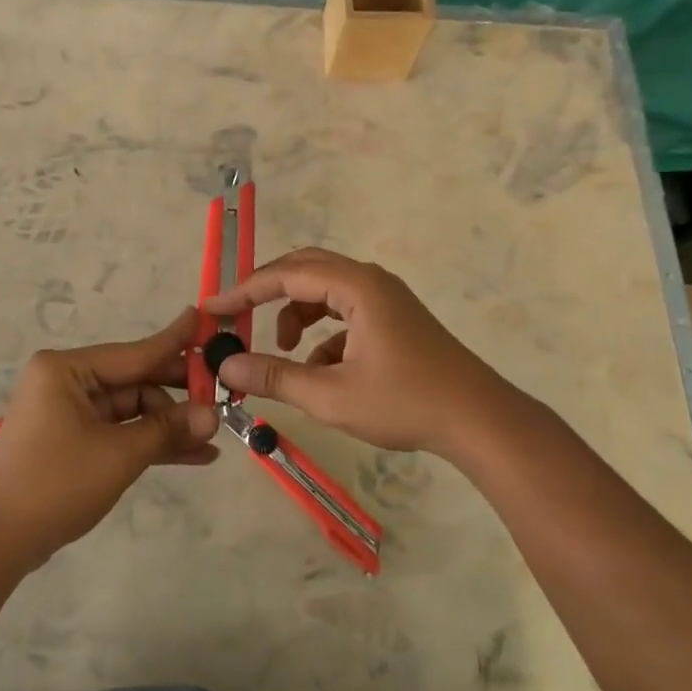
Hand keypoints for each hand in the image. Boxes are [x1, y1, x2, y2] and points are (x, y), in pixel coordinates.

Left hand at [0, 308, 219, 570]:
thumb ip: (167, 429)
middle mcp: (67, 381)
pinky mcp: (72, 439)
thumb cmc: (55, 485)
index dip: (176, 342)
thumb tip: (213, 415)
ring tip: (212, 439)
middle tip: (223, 399)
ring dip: (168, 425)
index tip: (206, 320)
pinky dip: (149, 442)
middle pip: (136, 380)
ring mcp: (69, 411)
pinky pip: (120, 431)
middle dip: (178, 396)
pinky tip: (192, 455)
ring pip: (132, 409)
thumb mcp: (118, 454)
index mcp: (68, 369)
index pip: (136, 352)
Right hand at [202, 248, 517, 458]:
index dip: (244, 290)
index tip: (212, 308)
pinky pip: (346, 312)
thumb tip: (226, 366)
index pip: (286, 274)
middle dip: (269, 293)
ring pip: (326, 291)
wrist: (479, 420)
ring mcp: (386, 298)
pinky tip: (321, 370)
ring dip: (297, 314)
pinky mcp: (394, 318)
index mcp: (356, 286)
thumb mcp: (331, 395)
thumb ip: (275, 377)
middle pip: (306, 269)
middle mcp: (370, 281)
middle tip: (238, 316)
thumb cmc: (405, 402)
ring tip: (283, 352)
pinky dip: (324, 333)